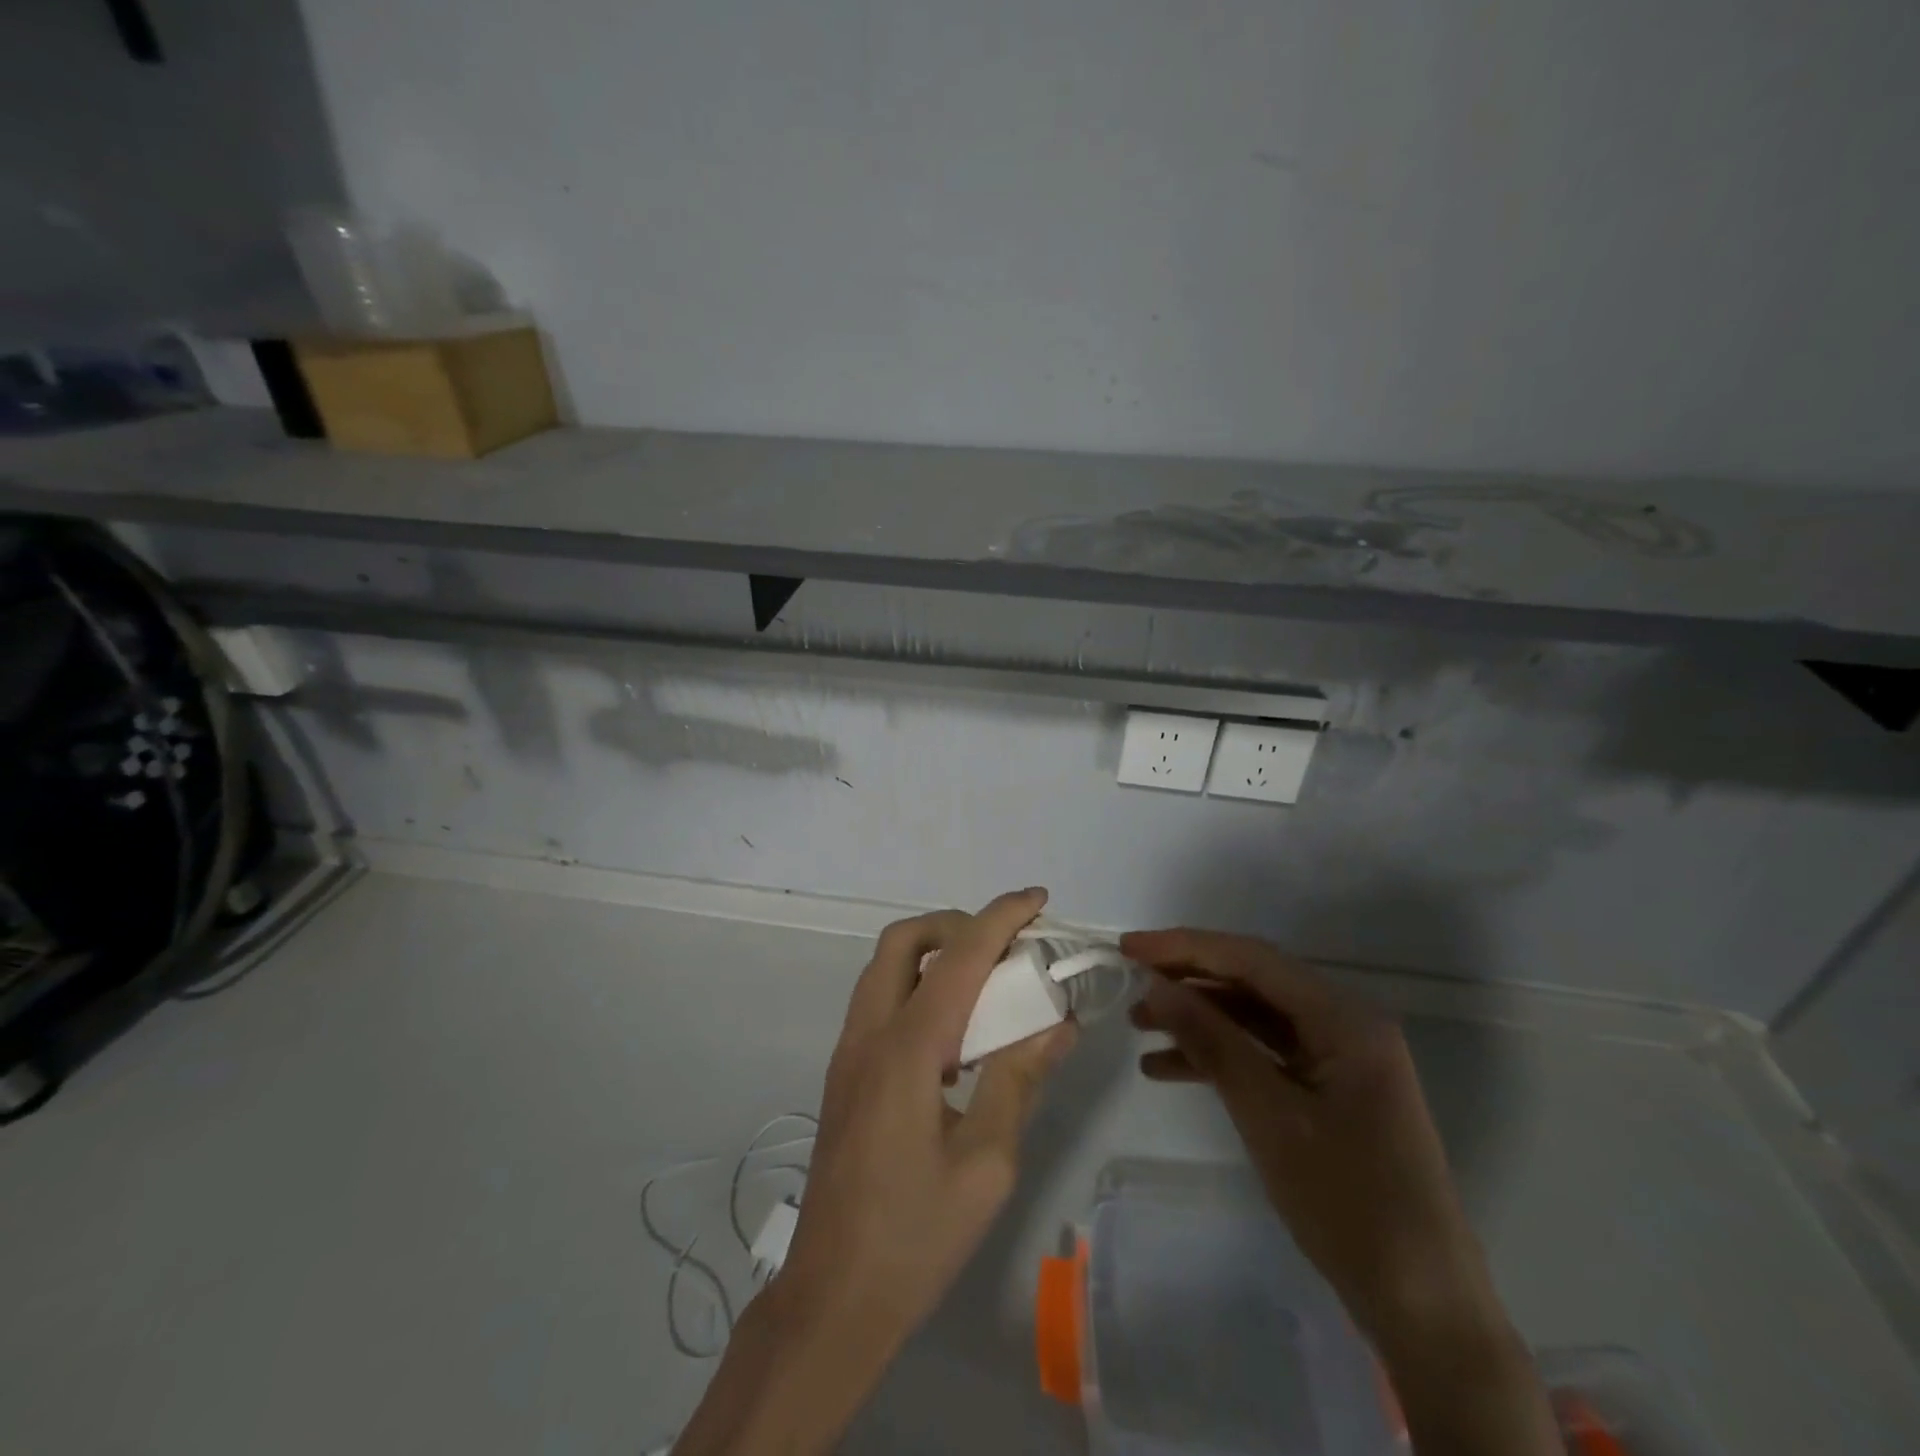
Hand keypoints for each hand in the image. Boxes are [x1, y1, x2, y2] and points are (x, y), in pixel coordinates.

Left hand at [674, 890, 1074, 1455]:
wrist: (832, 1297)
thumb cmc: (916, 1236)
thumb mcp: (987, 1164)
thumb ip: (1018, 1080)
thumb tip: (1058, 1023)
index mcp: (907, 1050)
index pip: (958, 956)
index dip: (1000, 918)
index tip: (1037, 899)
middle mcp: (869, 1035)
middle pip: (903, 940)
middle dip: (955, 923)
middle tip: (1003, 944)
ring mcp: (848, 1053)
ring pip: (885, 967)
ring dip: (933, 953)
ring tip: (985, 982)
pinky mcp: (844, 1074)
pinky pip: (880, 1001)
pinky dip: (918, 986)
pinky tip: (954, 1034)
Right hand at [1122, 928, 1559, 1455]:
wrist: (1422, 1307)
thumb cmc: (1348, 1202)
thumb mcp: (1269, 1115)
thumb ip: (1212, 1041)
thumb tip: (1157, 986)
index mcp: (1345, 1018)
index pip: (1253, 959)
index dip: (1186, 946)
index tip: (1129, 947)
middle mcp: (1344, 1024)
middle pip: (1253, 982)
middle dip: (1189, 980)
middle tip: (1129, 980)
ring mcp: (1338, 1059)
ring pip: (1254, 1017)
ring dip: (1198, 1018)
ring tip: (1138, 1024)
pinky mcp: (1328, 1090)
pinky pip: (1264, 1054)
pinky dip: (1219, 1056)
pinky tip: (1167, 1068)